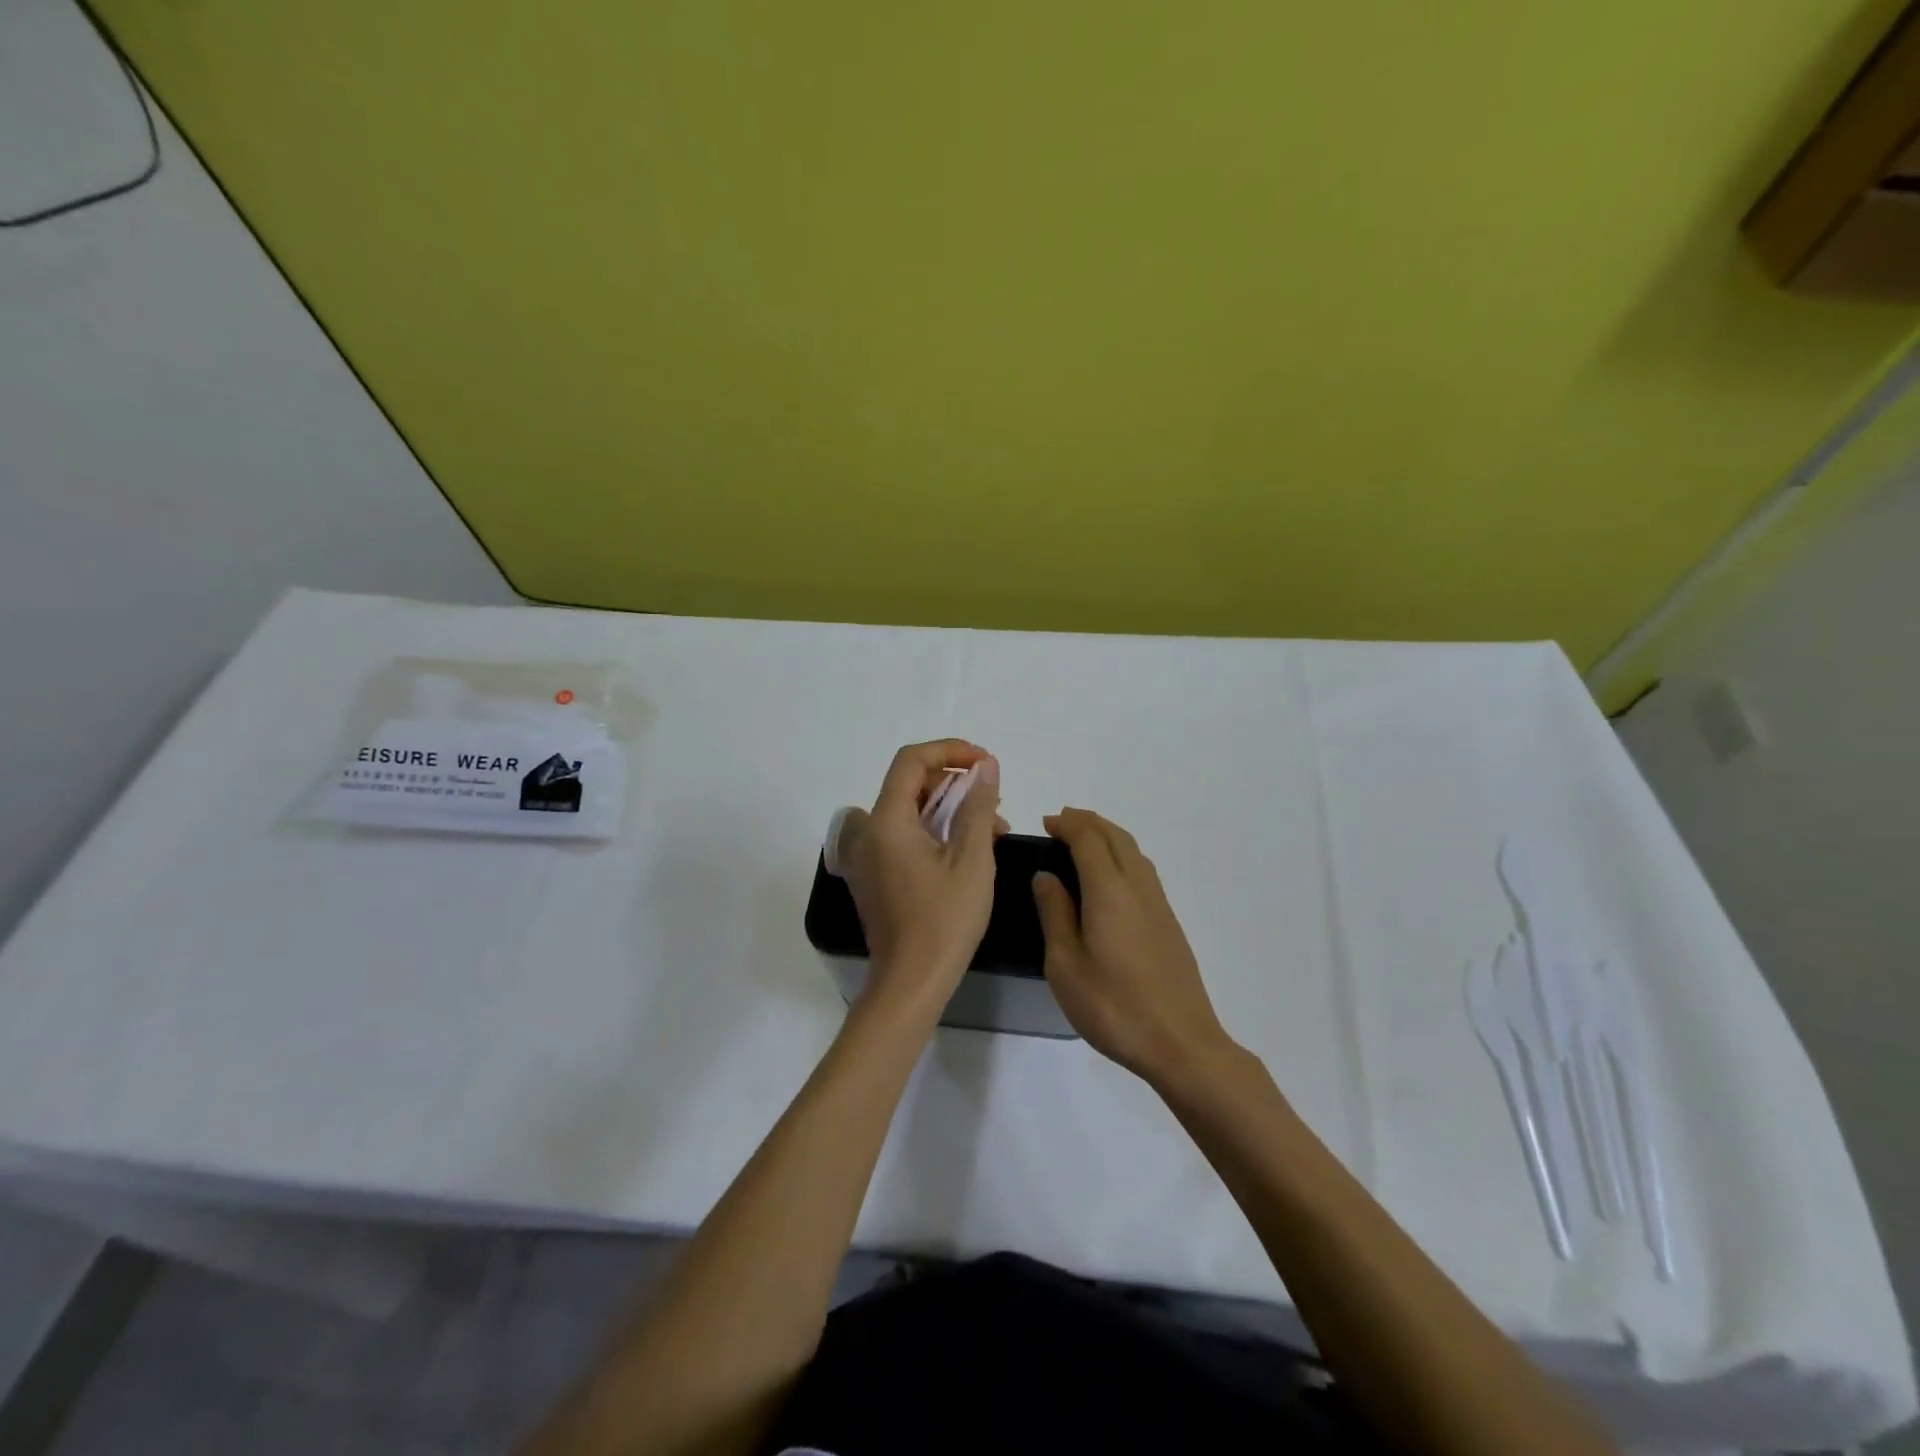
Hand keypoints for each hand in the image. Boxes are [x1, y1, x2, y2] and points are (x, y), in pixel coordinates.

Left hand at [838, 740, 1004, 1013]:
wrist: (911, 983)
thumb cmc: (944, 920)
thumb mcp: (972, 858)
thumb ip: (978, 805)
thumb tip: (986, 767)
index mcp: (886, 821)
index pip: (911, 761)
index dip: (950, 751)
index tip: (984, 762)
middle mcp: (868, 832)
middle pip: (909, 784)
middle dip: (955, 784)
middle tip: (994, 799)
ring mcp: (867, 856)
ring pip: (910, 811)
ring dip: (950, 809)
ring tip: (992, 828)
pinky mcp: (874, 875)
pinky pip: (903, 835)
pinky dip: (935, 831)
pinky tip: (968, 850)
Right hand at [1033, 809, 1233, 1084]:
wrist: (1181, 1043)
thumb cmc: (1113, 1006)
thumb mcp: (1065, 964)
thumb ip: (1055, 914)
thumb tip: (1046, 876)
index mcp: (1110, 891)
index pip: (1088, 839)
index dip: (1067, 825)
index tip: (1046, 822)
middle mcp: (1138, 887)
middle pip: (1115, 836)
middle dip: (1088, 822)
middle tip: (1061, 821)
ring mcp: (1159, 904)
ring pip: (1134, 851)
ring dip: (1107, 835)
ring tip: (1083, 840)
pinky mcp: (1169, 922)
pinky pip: (1143, 869)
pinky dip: (1122, 855)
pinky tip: (1111, 876)